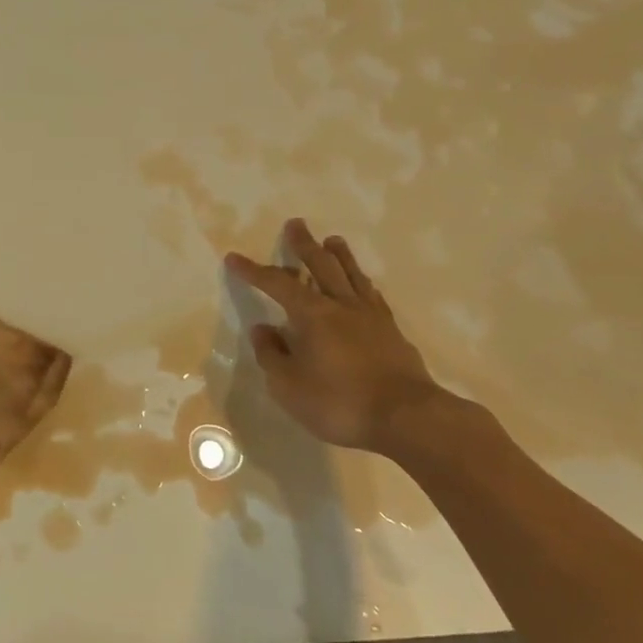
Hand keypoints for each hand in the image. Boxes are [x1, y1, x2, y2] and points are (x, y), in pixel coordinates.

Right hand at [225, 219, 457, 459]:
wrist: (407, 418)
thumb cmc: (340, 403)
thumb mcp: (290, 387)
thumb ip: (272, 355)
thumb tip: (262, 329)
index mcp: (312, 315)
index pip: (277, 284)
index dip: (254, 271)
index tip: (235, 258)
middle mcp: (341, 306)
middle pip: (321, 266)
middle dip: (304, 245)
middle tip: (296, 224)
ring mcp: (371, 317)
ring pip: (352, 275)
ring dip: (340, 256)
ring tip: (333, 241)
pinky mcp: (393, 333)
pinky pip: (374, 297)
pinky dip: (364, 284)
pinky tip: (365, 286)